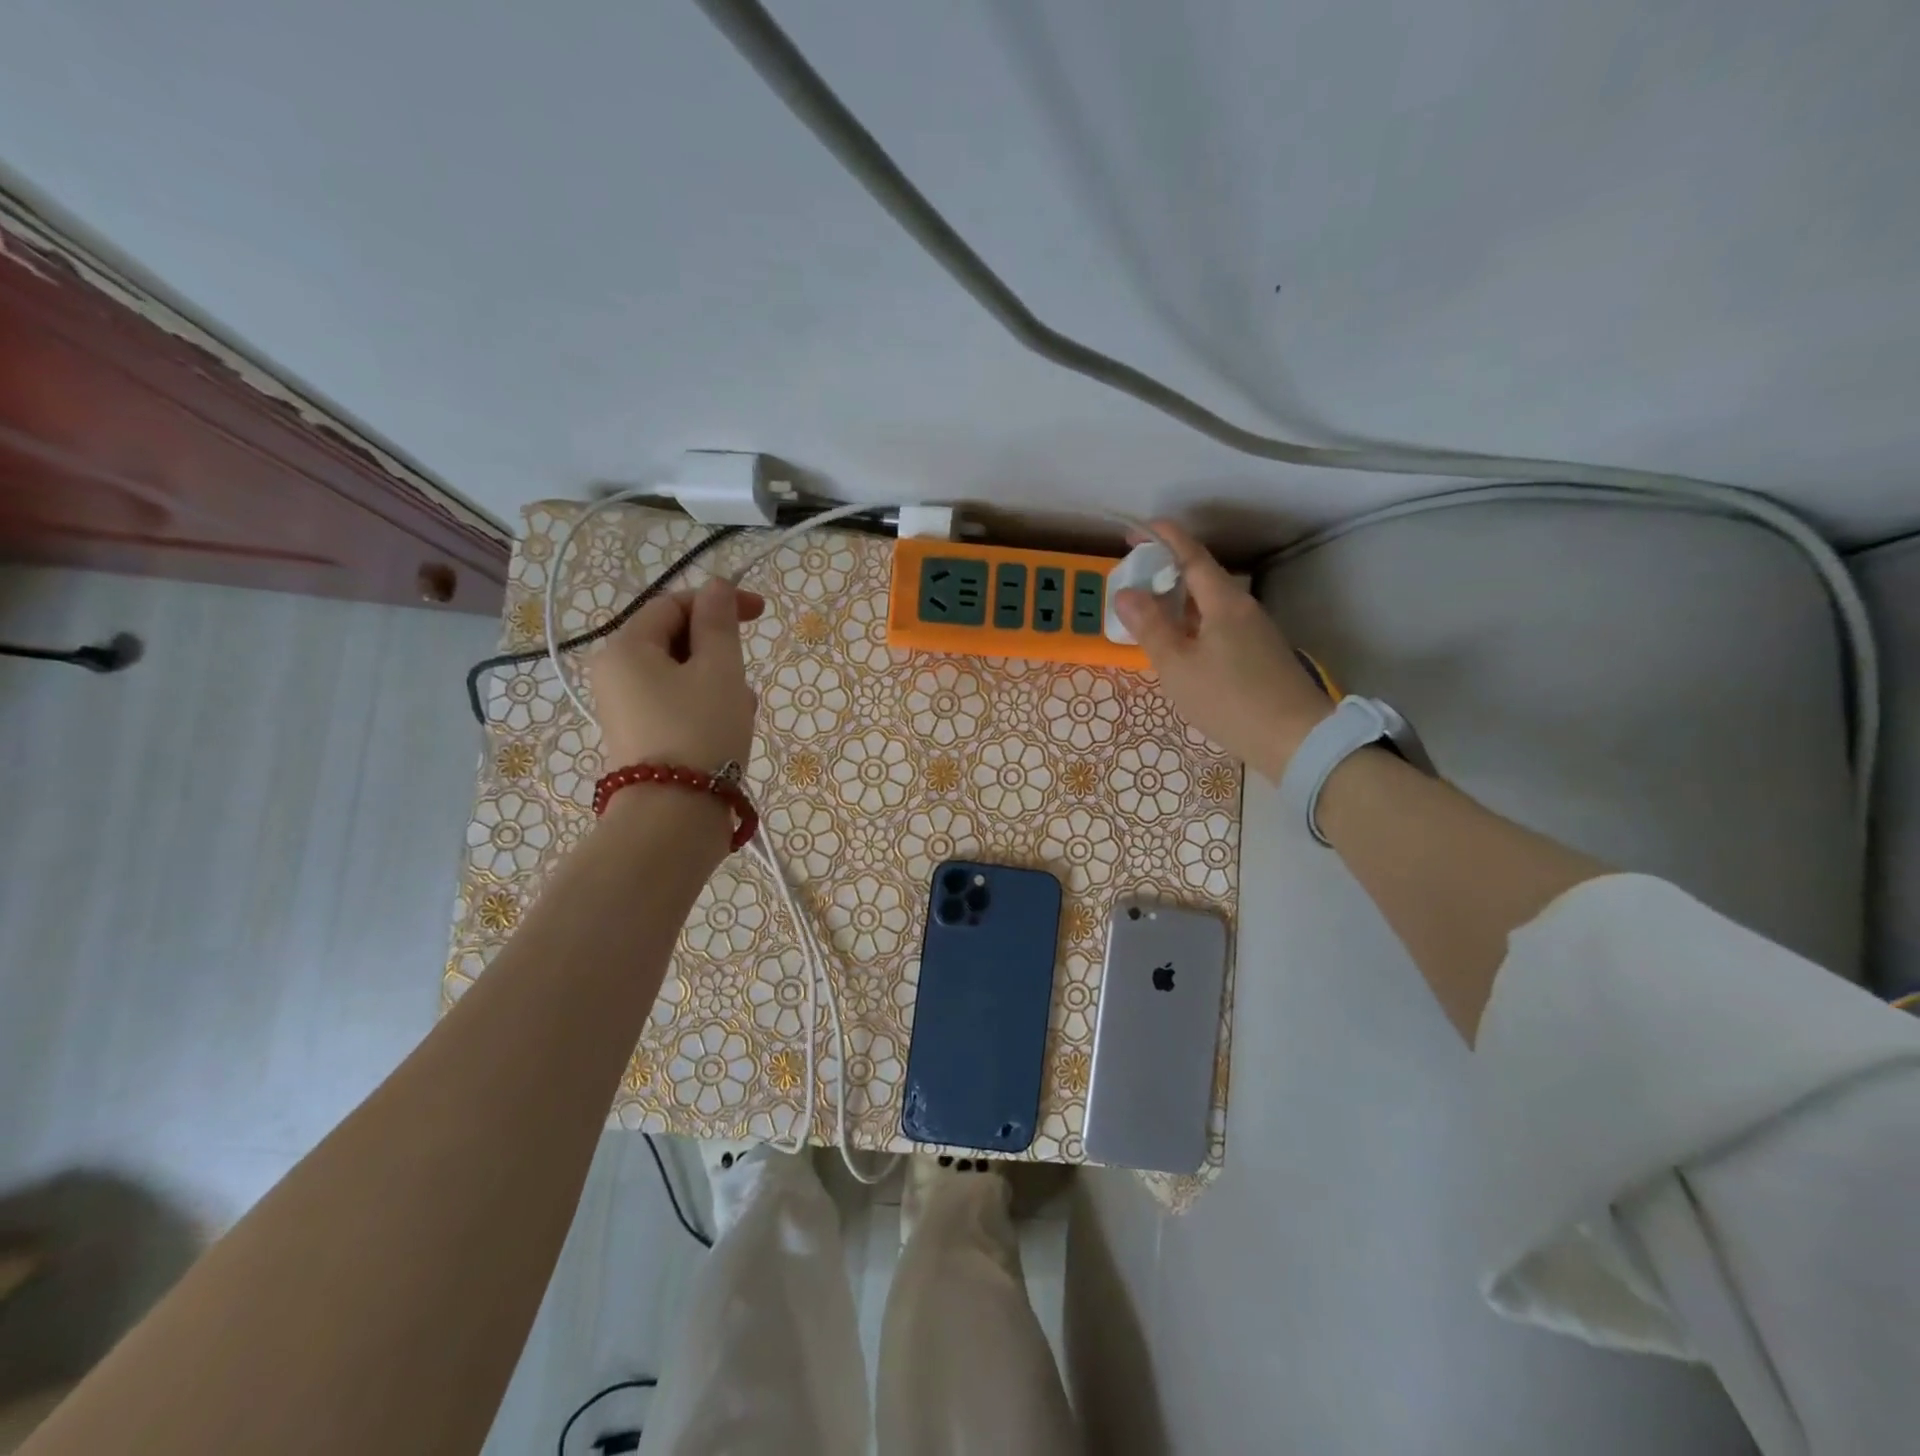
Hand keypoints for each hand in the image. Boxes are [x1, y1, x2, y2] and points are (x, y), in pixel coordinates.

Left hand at [588, 579, 765, 769]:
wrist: (675, 816)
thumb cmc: (700, 732)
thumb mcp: (720, 670)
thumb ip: (719, 623)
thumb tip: (716, 587)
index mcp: (626, 648)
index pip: (672, 604)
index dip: (717, 601)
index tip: (761, 612)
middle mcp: (616, 674)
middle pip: (676, 641)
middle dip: (720, 652)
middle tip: (747, 677)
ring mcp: (626, 710)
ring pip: (683, 676)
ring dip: (719, 683)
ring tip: (743, 712)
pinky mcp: (642, 739)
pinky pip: (678, 706)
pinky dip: (706, 708)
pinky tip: (731, 731)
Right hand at [1114, 521, 1332, 780]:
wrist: (1296, 739)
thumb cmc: (1230, 699)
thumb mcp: (1178, 666)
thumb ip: (1151, 627)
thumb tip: (1126, 592)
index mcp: (1224, 602)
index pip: (1191, 556)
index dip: (1164, 539)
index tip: (1136, 531)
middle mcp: (1243, 608)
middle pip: (1203, 577)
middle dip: (1167, 572)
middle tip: (1135, 580)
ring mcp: (1255, 631)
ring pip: (1211, 604)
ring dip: (1180, 601)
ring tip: (1150, 613)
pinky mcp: (1260, 655)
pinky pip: (1220, 625)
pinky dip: (1194, 624)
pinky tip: (1181, 646)